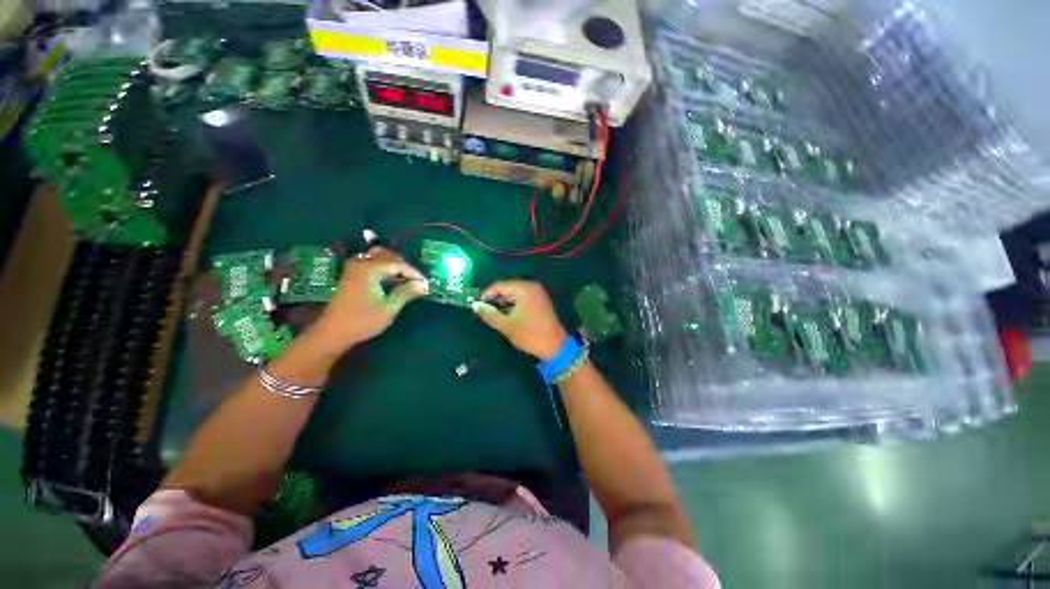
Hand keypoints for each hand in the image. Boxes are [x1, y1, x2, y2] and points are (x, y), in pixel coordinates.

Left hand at [311, 247, 427, 351]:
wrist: (333, 332)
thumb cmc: (363, 320)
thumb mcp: (389, 308)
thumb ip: (407, 292)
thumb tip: (425, 285)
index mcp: (369, 269)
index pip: (398, 264)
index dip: (414, 273)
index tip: (426, 283)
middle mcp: (361, 263)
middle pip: (388, 256)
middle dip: (405, 266)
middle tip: (417, 280)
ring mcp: (354, 268)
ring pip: (378, 257)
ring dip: (394, 264)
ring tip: (406, 278)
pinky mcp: (351, 274)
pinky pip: (371, 262)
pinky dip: (384, 267)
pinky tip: (392, 278)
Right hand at [471, 280, 567, 360]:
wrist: (555, 346)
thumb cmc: (530, 334)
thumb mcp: (506, 325)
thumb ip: (489, 314)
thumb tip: (475, 305)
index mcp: (524, 288)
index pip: (499, 285)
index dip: (486, 295)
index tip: (477, 306)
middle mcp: (532, 287)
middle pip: (507, 288)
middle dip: (496, 300)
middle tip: (486, 313)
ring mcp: (538, 293)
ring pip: (514, 294)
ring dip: (504, 304)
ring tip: (496, 317)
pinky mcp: (540, 301)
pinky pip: (522, 299)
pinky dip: (513, 306)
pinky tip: (508, 316)